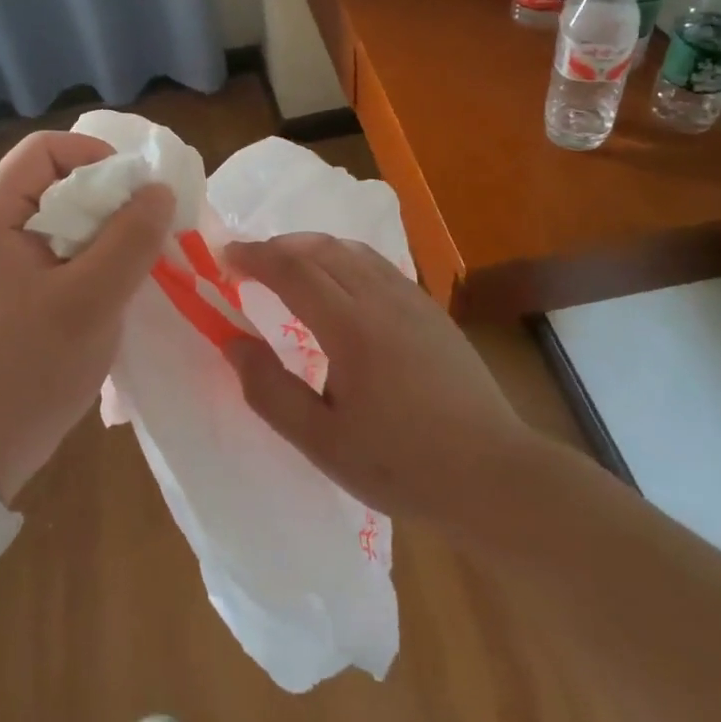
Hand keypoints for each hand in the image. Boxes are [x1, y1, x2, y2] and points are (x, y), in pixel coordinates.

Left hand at [0, 131, 173, 501]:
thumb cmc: (31, 367)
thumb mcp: (90, 300)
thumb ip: (130, 240)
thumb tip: (160, 190)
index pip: (43, 149)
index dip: (94, 155)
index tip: (136, 189)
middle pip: (56, 180)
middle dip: (108, 195)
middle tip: (149, 224)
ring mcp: (4, 262)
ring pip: (65, 218)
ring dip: (107, 228)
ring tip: (143, 254)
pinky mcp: (19, 290)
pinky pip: (63, 250)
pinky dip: (96, 255)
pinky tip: (122, 281)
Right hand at [221, 234, 529, 533]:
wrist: (495, 476)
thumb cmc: (403, 465)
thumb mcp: (323, 443)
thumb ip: (270, 391)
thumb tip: (233, 344)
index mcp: (351, 327)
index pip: (292, 270)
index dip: (254, 256)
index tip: (225, 256)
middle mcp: (380, 298)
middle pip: (320, 248)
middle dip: (277, 246)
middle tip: (248, 260)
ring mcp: (411, 300)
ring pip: (351, 249)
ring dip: (310, 246)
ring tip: (286, 264)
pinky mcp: (430, 310)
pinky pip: (376, 264)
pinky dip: (342, 257)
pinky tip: (338, 283)